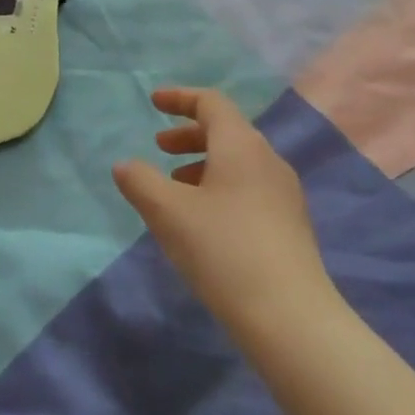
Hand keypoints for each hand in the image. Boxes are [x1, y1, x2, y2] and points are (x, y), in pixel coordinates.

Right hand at [113, 87, 337, 333]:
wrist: (290, 317)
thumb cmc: (223, 250)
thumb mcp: (168, 213)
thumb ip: (140, 181)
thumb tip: (125, 165)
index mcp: (241, 145)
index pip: (211, 103)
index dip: (179, 98)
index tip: (153, 103)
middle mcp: (268, 160)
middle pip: (226, 130)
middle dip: (188, 135)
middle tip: (159, 149)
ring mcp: (284, 193)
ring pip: (238, 162)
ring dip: (203, 164)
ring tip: (175, 189)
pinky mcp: (290, 224)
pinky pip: (249, 187)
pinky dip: (220, 187)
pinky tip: (203, 221)